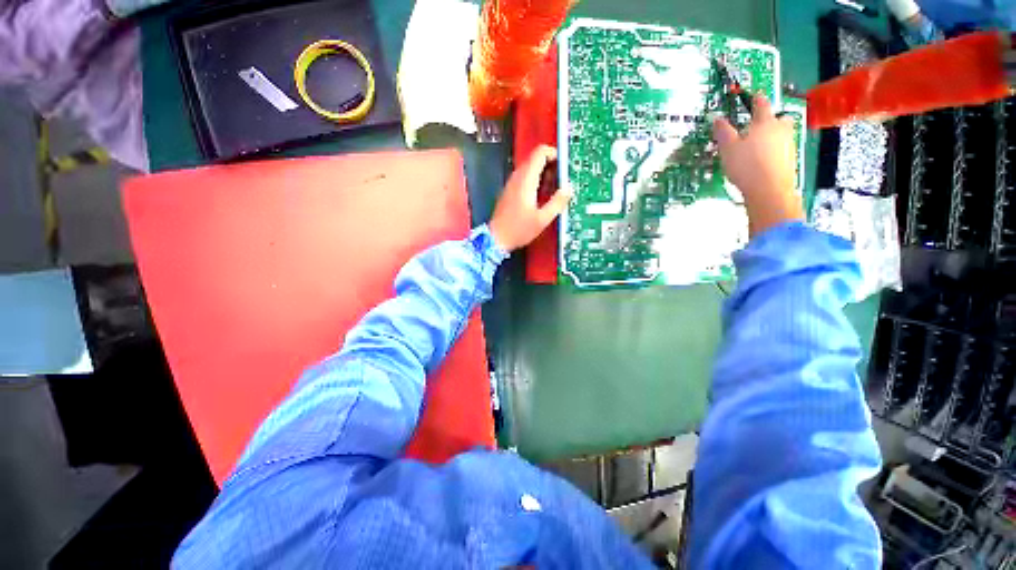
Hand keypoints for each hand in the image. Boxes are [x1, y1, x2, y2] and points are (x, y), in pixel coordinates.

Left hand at [489, 145, 571, 250]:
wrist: (496, 239)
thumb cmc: (519, 230)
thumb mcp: (542, 219)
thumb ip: (557, 202)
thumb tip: (569, 188)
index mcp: (526, 180)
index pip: (540, 152)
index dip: (555, 154)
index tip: (564, 167)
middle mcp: (517, 177)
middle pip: (536, 159)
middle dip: (551, 166)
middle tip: (561, 182)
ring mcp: (512, 183)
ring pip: (530, 168)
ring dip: (544, 174)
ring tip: (553, 191)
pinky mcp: (509, 191)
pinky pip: (525, 178)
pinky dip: (536, 181)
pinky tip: (541, 197)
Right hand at [713, 94, 803, 236]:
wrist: (769, 190)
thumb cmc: (747, 165)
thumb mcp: (727, 148)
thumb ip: (723, 131)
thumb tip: (717, 118)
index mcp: (765, 122)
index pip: (761, 104)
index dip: (755, 99)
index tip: (754, 95)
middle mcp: (780, 129)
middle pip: (778, 118)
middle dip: (769, 119)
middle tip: (756, 126)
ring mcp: (788, 144)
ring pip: (780, 134)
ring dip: (771, 136)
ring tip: (756, 147)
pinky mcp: (790, 160)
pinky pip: (781, 149)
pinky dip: (772, 152)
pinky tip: (761, 161)